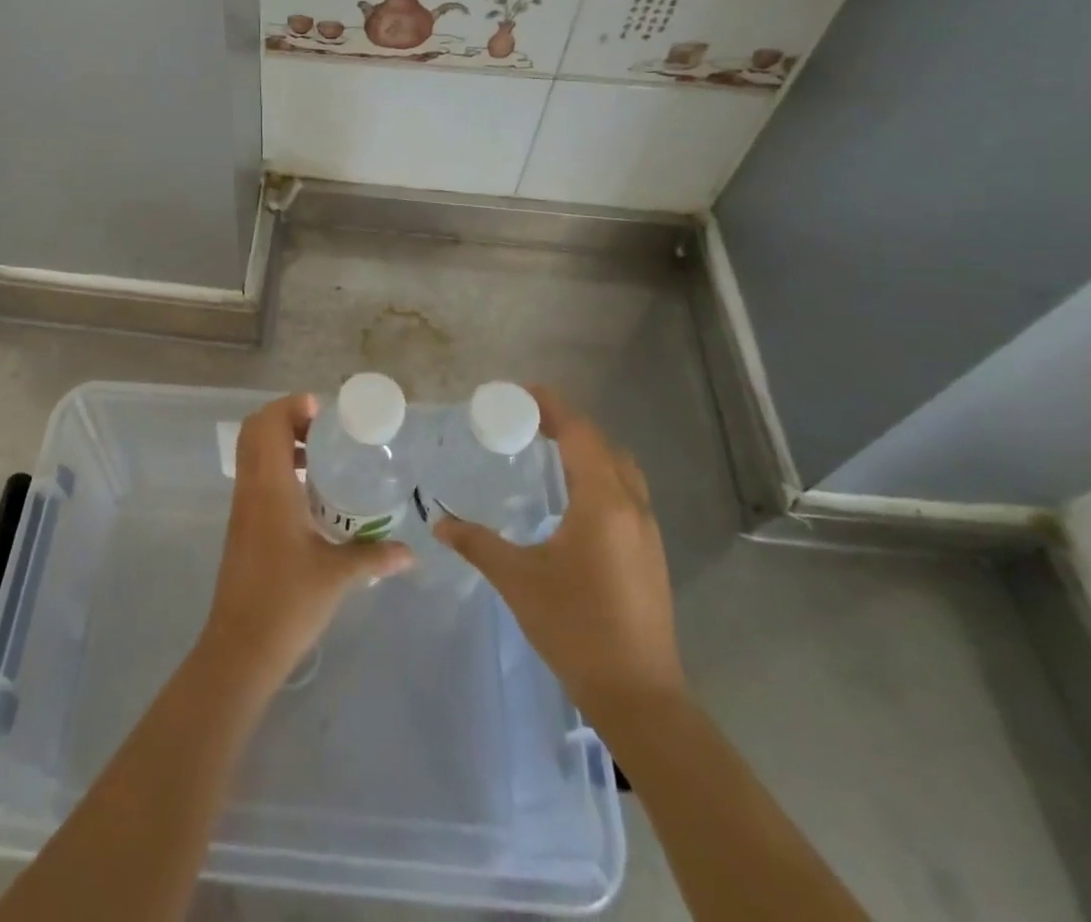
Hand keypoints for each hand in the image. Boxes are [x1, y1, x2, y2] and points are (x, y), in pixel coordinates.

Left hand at [201, 393, 412, 688]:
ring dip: (281, 442)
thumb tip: (411, 553)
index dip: (292, 406)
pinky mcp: (241, 524)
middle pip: (256, 430)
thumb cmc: (288, 602)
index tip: (325, 413)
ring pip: (253, 452)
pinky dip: (276, 466)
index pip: (268, 423)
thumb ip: (374, 556)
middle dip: (287, 418)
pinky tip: (309, 493)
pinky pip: (255, 475)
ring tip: (322, 457)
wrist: (241, 647)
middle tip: (325, 431)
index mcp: (270, 487)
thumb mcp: (338, 576)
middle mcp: (251, 487)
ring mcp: (242, 506)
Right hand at [435, 387, 684, 730]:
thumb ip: (478, 543)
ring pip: (621, 469)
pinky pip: (626, 494)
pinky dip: (600, 477)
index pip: (580, 434)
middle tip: (529, 422)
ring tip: (548, 452)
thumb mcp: (518, 580)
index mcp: (602, 503)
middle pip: (604, 445)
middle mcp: (631, 507)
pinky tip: (572, 500)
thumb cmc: (576, 628)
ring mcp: (647, 532)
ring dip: (588, 451)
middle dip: (569, 425)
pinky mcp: (650, 554)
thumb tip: (440, 522)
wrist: (640, 696)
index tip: (522, 393)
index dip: (553, 407)